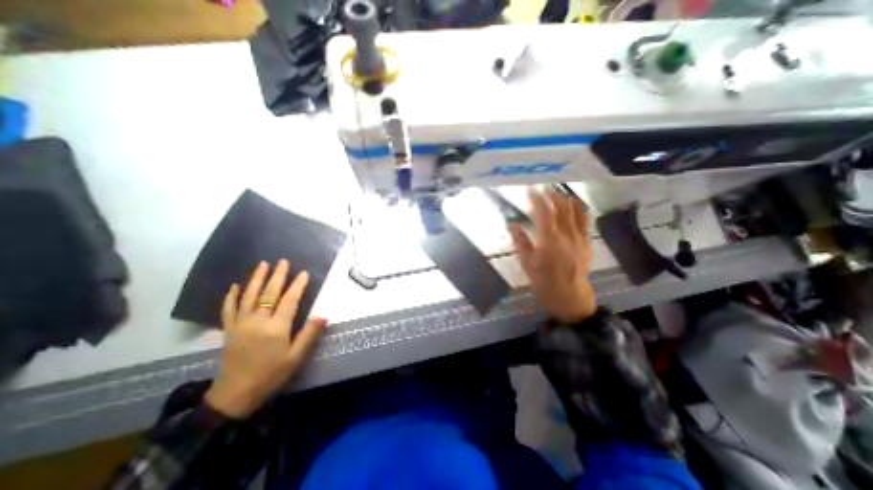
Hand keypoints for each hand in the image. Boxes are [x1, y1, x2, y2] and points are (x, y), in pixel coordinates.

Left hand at [204, 261, 327, 416]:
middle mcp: (258, 321)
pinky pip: (229, 309)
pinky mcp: (229, 330)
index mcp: (276, 328)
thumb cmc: (271, 374)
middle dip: (277, 276)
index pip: (289, 300)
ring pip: (249, 296)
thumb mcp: (296, 357)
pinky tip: (235, 286)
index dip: (297, 286)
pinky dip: (232, 296)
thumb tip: (324, 315)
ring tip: (263, 264)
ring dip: (256, 279)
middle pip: (269, 293)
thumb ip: (309, 334)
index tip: (304, 273)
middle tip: (283, 261)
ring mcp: (241, 324)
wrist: (235, 395)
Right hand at [509, 190, 596, 323]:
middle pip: (562, 207)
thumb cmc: (543, 280)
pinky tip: (575, 206)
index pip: (544, 211)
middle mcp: (566, 234)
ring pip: (576, 211)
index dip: (537, 198)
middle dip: (553, 194)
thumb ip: (520, 241)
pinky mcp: (587, 242)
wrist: (569, 296)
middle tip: (544, 189)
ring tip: (559, 193)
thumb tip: (511, 223)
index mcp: (549, 239)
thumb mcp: (527, 262)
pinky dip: (580, 210)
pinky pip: (585, 221)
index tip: (530, 190)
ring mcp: (580, 237)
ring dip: (566, 199)